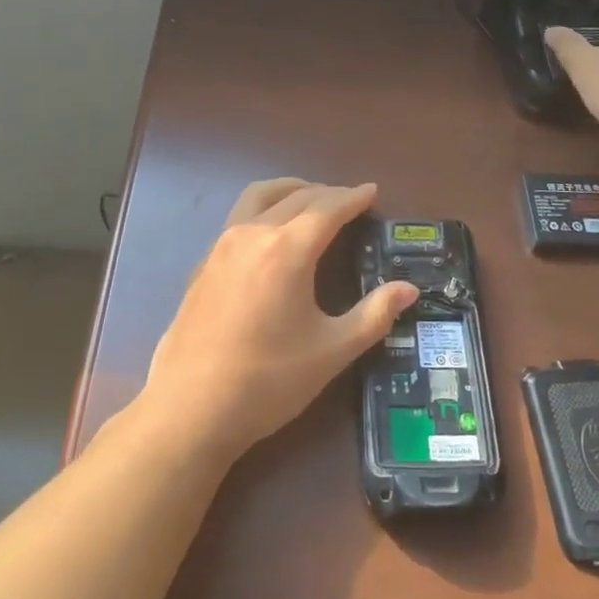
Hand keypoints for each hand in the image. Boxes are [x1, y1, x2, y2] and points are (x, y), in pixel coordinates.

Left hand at [143, 179, 418, 462]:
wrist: (190, 408)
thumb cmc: (268, 381)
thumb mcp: (331, 351)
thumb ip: (374, 315)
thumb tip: (409, 289)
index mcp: (288, 248)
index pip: (329, 207)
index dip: (354, 197)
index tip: (372, 191)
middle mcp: (254, 232)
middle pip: (297, 196)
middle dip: (328, 193)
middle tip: (351, 201)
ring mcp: (223, 243)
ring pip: (261, 195)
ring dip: (291, 190)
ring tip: (312, 199)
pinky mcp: (205, 261)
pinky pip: (241, 214)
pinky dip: (266, 207)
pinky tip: (273, 234)